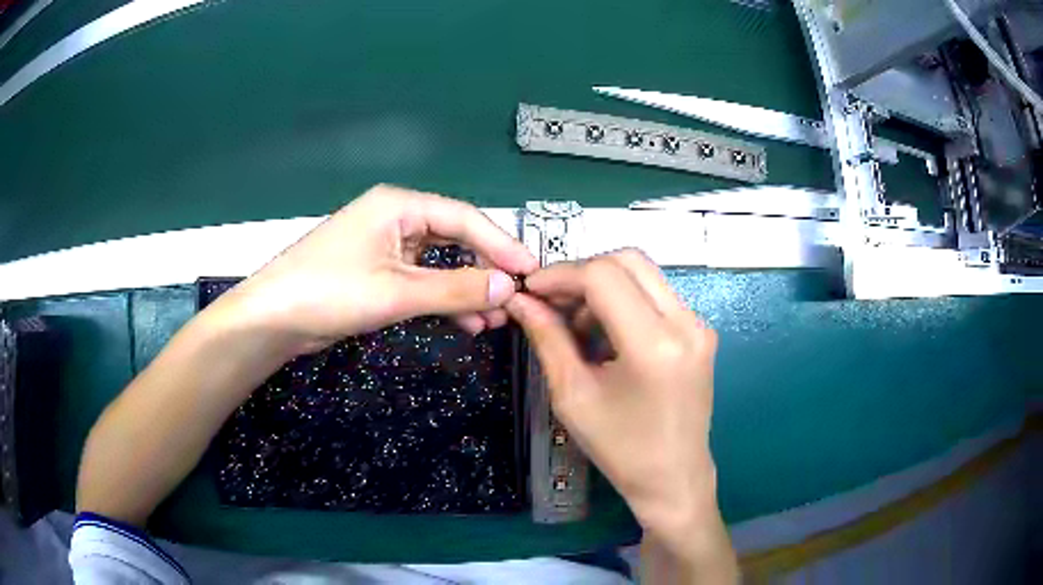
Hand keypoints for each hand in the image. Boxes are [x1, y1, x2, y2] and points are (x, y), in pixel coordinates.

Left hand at [220, 185, 538, 352]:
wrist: (273, 319)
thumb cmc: (329, 292)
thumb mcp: (396, 292)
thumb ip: (455, 289)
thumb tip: (509, 287)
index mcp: (399, 206)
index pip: (464, 218)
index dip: (501, 244)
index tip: (531, 271)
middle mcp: (396, 219)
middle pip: (455, 239)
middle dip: (485, 271)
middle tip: (515, 300)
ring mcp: (387, 247)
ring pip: (441, 264)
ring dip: (467, 290)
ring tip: (495, 319)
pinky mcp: (379, 274)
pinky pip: (422, 282)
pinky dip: (443, 300)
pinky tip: (466, 322)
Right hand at [506, 250, 728, 555]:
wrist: (674, 478)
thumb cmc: (620, 448)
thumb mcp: (573, 395)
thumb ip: (547, 338)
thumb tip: (519, 299)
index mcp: (654, 344)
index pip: (603, 276)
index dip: (560, 275)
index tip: (530, 291)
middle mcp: (686, 323)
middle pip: (628, 260)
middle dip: (582, 273)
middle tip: (551, 302)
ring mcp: (699, 324)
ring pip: (643, 273)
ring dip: (603, 286)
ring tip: (577, 326)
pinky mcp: (700, 331)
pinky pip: (657, 295)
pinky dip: (624, 300)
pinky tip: (605, 333)